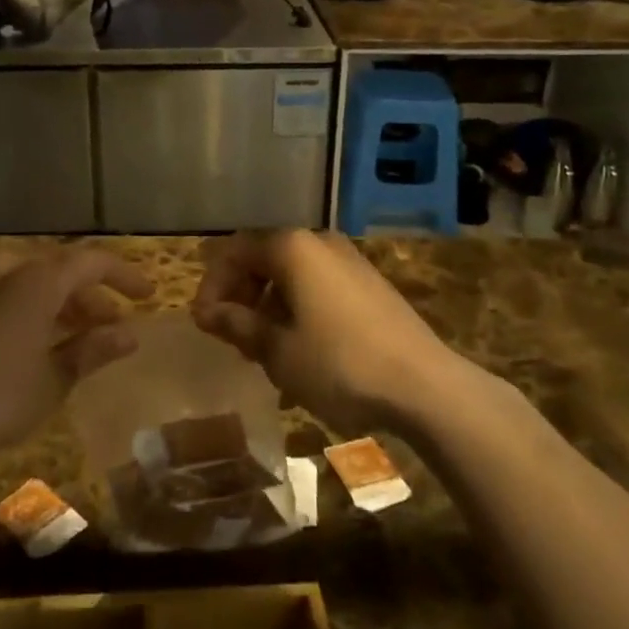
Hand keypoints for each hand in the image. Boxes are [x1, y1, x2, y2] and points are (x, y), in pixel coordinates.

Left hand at [0, 246, 149, 463]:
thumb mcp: (52, 381)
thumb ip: (92, 351)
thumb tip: (130, 335)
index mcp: (37, 277)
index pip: (92, 261)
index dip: (123, 276)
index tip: (146, 295)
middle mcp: (4, 265)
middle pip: (58, 267)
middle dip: (88, 294)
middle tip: (108, 324)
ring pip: (25, 277)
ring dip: (54, 300)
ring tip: (69, 334)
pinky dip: (20, 304)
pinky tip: (21, 339)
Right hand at [191, 231, 455, 433]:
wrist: (425, 386)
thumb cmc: (339, 364)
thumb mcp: (279, 351)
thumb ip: (239, 325)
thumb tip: (207, 312)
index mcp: (293, 247)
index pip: (236, 251)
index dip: (213, 285)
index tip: (203, 323)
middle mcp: (320, 242)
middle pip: (265, 258)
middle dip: (241, 295)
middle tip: (230, 336)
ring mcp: (350, 261)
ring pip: (293, 274)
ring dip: (269, 305)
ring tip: (263, 348)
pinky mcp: (371, 285)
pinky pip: (319, 286)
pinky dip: (298, 309)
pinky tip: (300, 348)